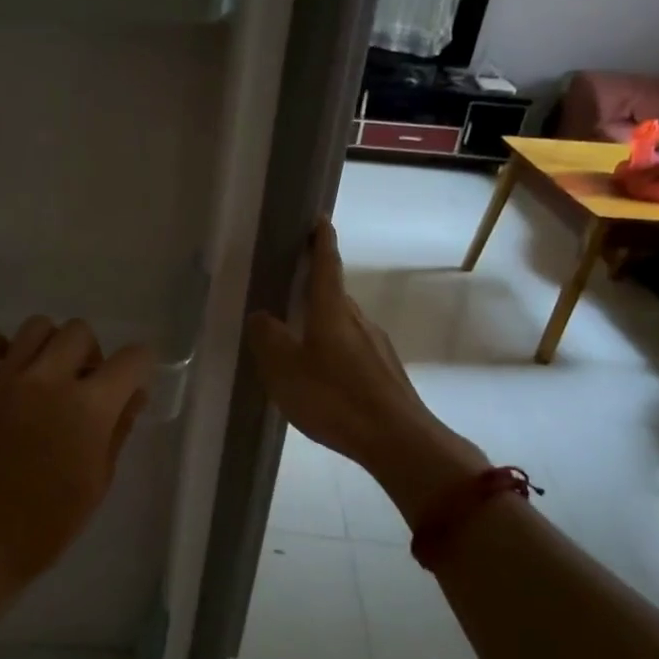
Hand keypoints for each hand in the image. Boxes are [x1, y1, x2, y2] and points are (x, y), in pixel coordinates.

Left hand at [0, 317, 151, 601]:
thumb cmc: (46, 525)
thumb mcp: (97, 482)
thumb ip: (118, 429)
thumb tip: (132, 394)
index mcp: (88, 408)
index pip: (132, 358)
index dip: (139, 369)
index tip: (129, 386)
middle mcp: (48, 379)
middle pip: (81, 331)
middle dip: (91, 356)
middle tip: (81, 389)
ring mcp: (4, 377)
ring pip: (37, 326)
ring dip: (49, 348)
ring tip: (42, 380)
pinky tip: (5, 376)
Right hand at [246, 220, 486, 523]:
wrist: (397, 440)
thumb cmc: (334, 398)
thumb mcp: (284, 368)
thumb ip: (268, 338)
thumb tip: (261, 315)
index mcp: (332, 310)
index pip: (327, 264)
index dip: (321, 240)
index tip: (319, 218)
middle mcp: (359, 320)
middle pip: (335, 294)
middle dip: (315, 286)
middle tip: (289, 286)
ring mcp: (377, 346)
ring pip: (344, 324)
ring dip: (323, 322)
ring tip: (298, 337)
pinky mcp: (386, 372)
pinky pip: (353, 350)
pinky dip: (334, 350)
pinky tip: (322, 375)